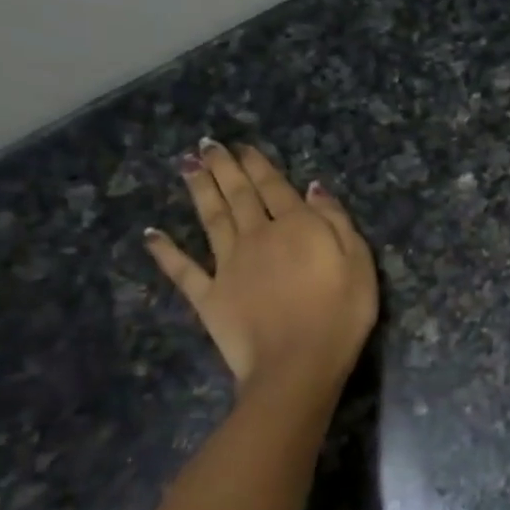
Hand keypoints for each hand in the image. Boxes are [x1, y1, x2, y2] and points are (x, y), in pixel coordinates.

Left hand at [143, 140, 377, 389]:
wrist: (297, 364)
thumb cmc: (340, 315)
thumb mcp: (358, 262)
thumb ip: (336, 221)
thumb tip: (314, 188)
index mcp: (295, 227)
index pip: (274, 187)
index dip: (258, 165)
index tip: (243, 146)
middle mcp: (256, 237)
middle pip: (238, 196)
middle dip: (224, 168)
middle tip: (207, 145)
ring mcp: (228, 266)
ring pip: (211, 219)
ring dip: (198, 191)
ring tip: (186, 165)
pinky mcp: (208, 296)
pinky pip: (183, 269)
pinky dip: (165, 252)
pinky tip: (151, 234)